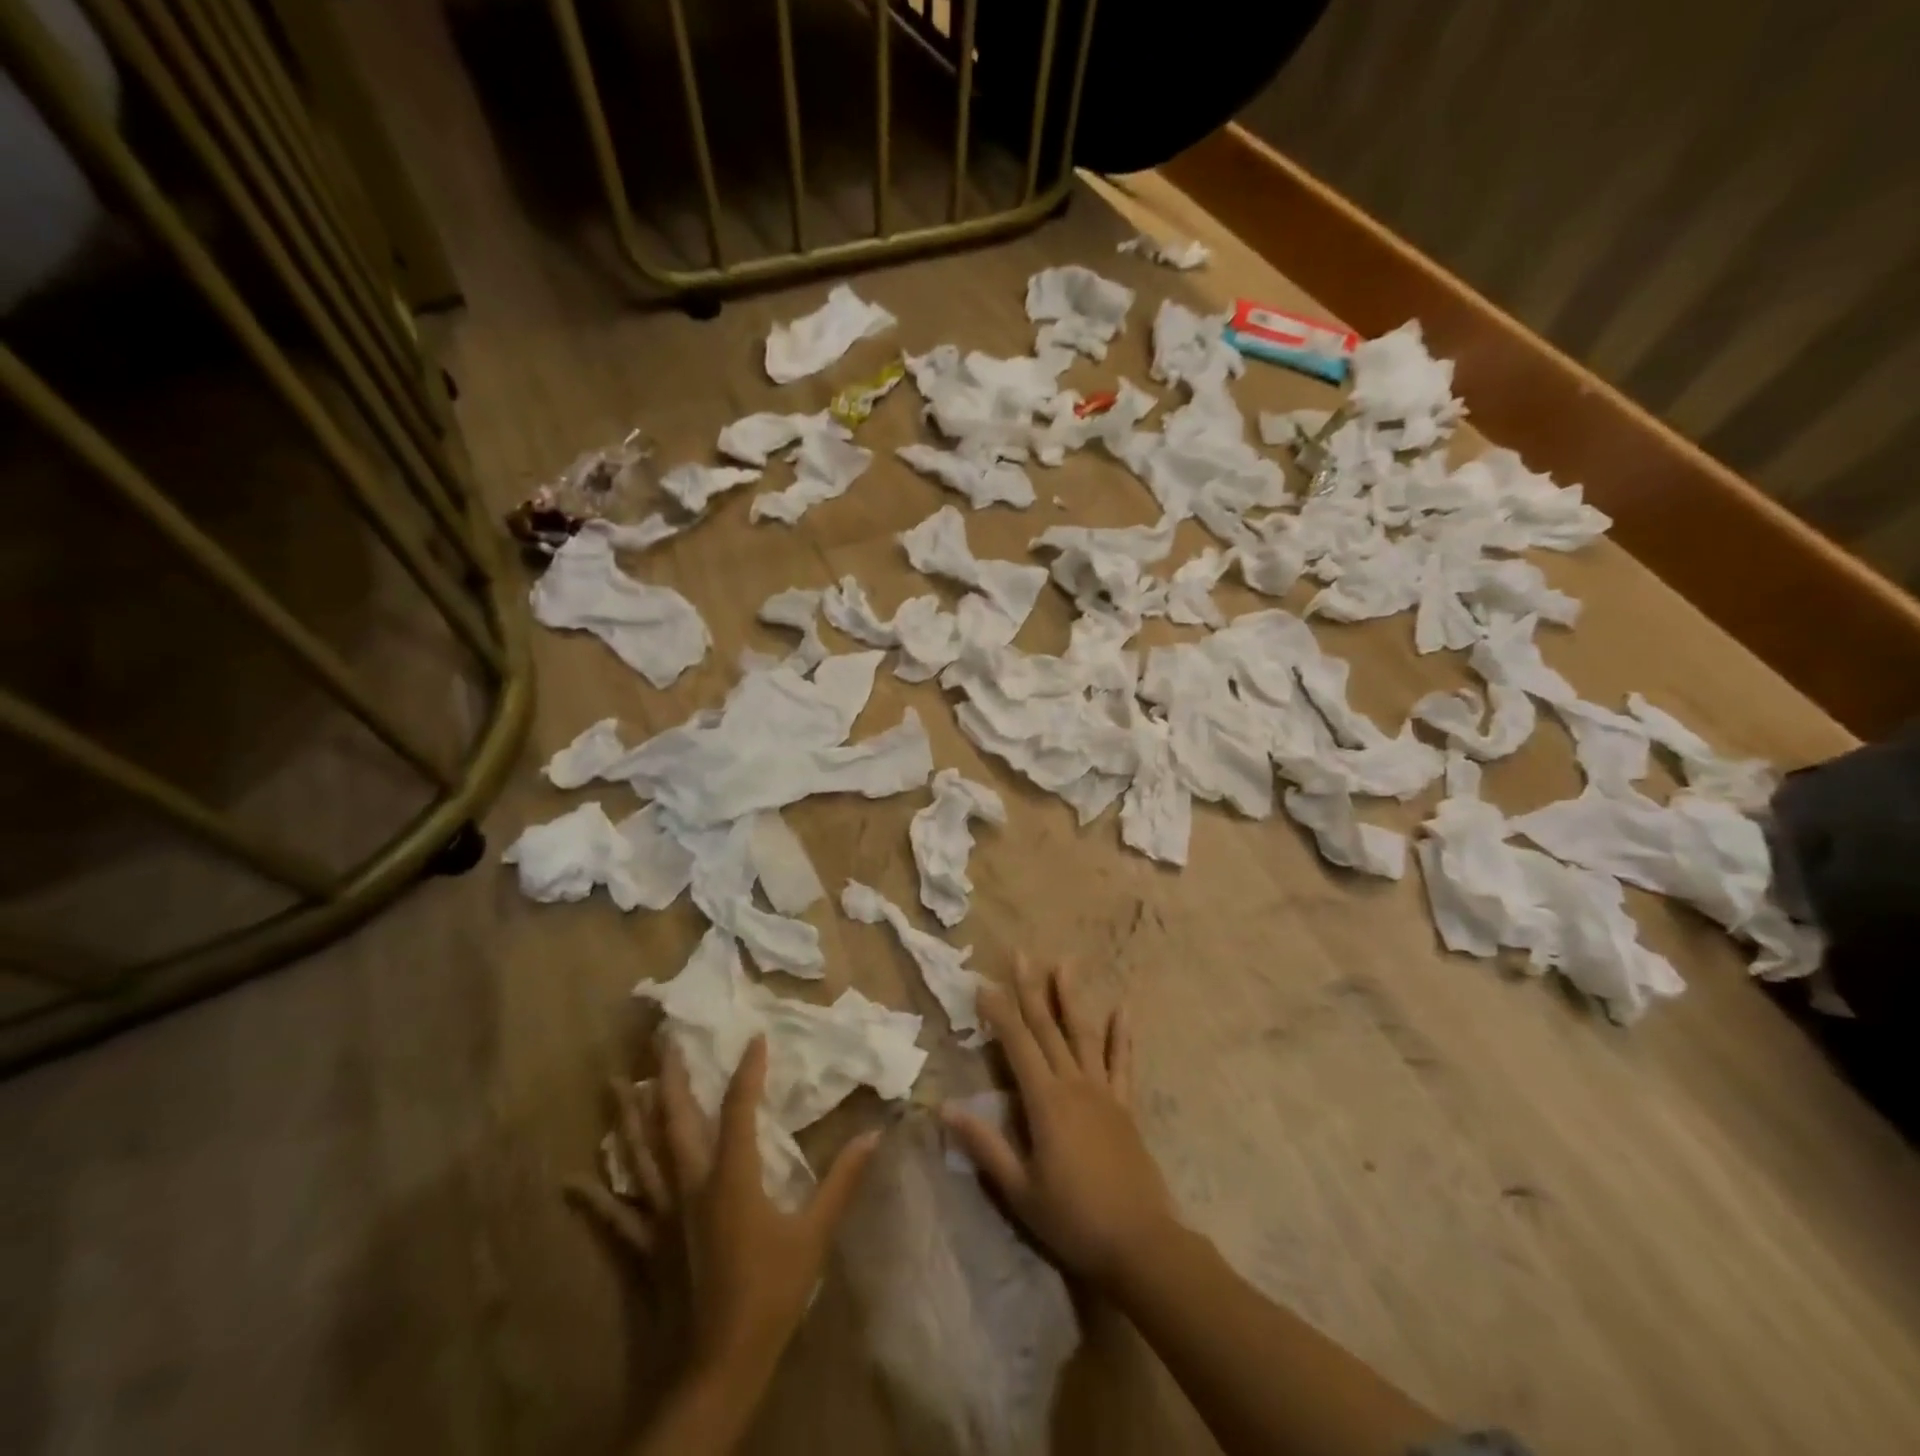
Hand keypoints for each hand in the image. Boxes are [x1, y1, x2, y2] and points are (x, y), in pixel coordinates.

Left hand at [570, 1035, 878, 1383]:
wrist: (717, 1370)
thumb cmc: (770, 1296)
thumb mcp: (815, 1236)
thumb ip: (843, 1181)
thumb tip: (874, 1135)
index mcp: (732, 1177)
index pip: (740, 1109)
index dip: (748, 1070)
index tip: (755, 1037)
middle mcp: (690, 1186)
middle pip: (675, 1121)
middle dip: (670, 1077)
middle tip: (662, 1040)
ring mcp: (661, 1217)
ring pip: (640, 1157)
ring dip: (628, 1118)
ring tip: (613, 1083)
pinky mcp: (643, 1249)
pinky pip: (614, 1217)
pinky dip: (595, 1197)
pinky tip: (570, 1181)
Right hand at [942, 958, 1177, 1288]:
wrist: (1140, 1243)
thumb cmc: (1073, 1219)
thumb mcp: (1020, 1190)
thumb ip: (985, 1146)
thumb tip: (945, 1109)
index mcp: (1045, 1101)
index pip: (1017, 1045)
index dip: (999, 1012)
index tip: (983, 983)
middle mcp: (1074, 1084)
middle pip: (1048, 1028)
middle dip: (1031, 989)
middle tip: (1021, 954)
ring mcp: (1103, 1092)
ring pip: (1083, 1034)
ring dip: (1071, 998)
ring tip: (1065, 963)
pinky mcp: (1125, 1106)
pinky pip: (1122, 1062)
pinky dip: (1121, 1035)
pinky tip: (1122, 1009)